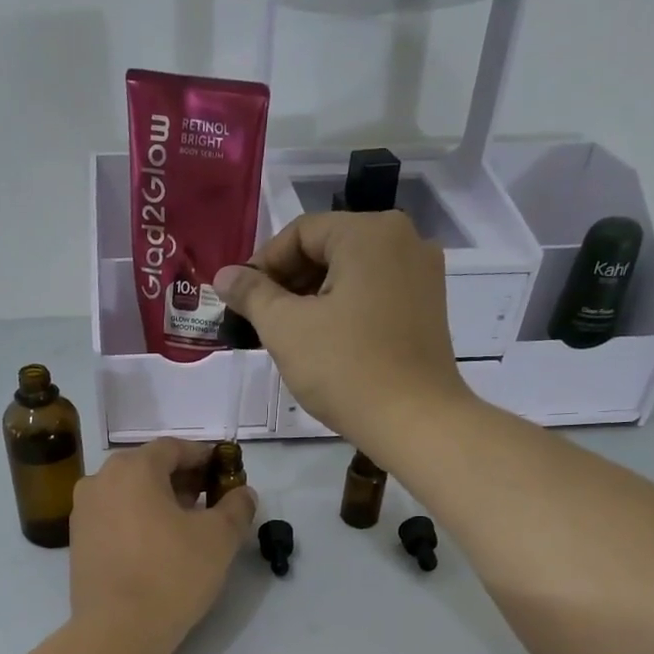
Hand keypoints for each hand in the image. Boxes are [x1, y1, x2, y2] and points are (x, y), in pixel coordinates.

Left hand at [69, 438, 256, 649]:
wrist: (117, 630)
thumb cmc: (172, 574)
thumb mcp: (219, 538)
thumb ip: (236, 507)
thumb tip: (244, 493)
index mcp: (132, 468)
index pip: (173, 448)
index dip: (203, 457)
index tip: (224, 472)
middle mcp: (99, 481)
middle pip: (147, 468)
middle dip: (181, 479)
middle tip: (209, 499)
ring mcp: (83, 512)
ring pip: (128, 494)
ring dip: (158, 501)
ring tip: (186, 525)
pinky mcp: (78, 543)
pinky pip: (114, 518)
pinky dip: (137, 521)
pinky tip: (157, 546)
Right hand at [213, 211, 472, 451]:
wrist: (414, 422)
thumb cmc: (345, 369)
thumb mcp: (286, 329)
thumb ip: (251, 294)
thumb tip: (224, 275)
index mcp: (370, 232)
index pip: (301, 232)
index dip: (263, 265)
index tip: (241, 301)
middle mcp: (404, 239)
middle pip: (329, 248)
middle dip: (289, 282)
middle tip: (262, 321)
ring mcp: (423, 274)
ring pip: (352, 273)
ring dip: (314, 298)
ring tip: (291, 336)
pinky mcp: (429, 307)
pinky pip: (375, 293)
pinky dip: (345, 309)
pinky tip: (327, 343)